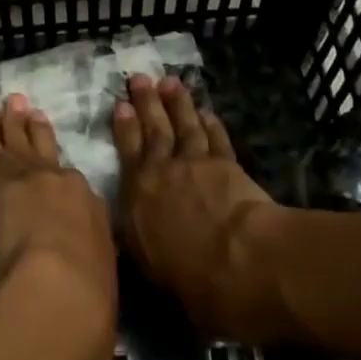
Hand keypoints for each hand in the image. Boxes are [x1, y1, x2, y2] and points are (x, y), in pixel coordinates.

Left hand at [0, 94, 116, 359]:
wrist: (60, 285)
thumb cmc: (92, 288)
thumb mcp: (105, 266)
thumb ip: (94, 253)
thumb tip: (90, 260)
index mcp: (86, 198)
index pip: (69, 177)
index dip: (57, 162)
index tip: (48, 144)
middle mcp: (57, 179)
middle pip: (38, 144)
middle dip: (26, 124)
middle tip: (17, 103)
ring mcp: (26, 180)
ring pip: (9, 146)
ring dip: (0, 127)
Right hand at [114, 74, 286, 342]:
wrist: (240, 263)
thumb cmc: (192, 281)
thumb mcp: (153, 272)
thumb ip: (143, 247)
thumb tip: (135, 240)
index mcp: (138, 200)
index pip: (128, 155)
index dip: (124, 128)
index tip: (120, 105)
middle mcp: (163, 173)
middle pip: (154, 130)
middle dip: (146, 103)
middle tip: (140, 78)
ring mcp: (196, 165)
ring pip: (184, 126)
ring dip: (177, 103)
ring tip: (170, 82)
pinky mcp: (227, 166)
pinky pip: (216, 140)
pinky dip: (211, 125)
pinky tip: (208, 113)